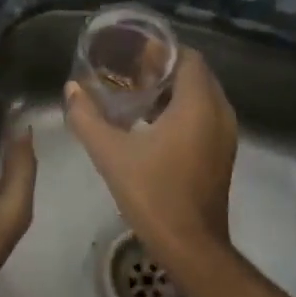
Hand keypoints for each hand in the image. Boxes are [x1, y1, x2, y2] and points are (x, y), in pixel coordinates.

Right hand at [63, 46, 237, 266]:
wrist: (191, 246)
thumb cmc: (153, 194)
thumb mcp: (111, 154)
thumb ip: (87, 117)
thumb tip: (71, 89)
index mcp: (199, 104)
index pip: (187, 57)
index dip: (160, 50)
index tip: (130, 51)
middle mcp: (219, 113)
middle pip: (194, 74)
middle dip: (163, 68)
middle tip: (126, 70)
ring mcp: (224, 135)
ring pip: (200, 96)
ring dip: (172, 90)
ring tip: (134, 93)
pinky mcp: (221, 153)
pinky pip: (204, 116)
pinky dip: (181, 110)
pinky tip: (149, 123)